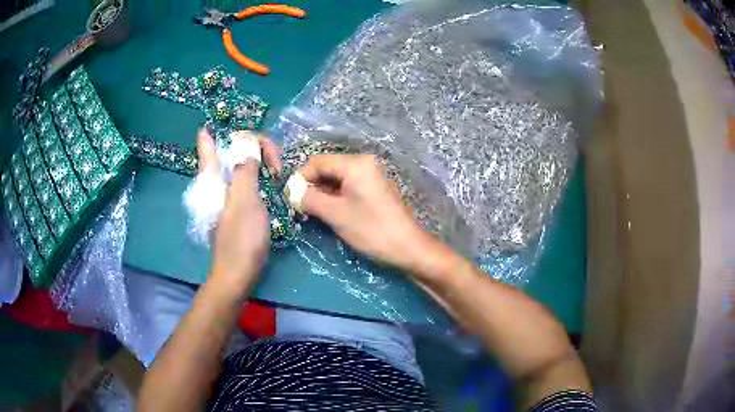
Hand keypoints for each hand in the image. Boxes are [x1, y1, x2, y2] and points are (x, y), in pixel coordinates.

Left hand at [197, 129, 280, 289]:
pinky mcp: (234, 209)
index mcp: (212, 178)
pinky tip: (270, 182)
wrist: (238, 273)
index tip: (248, 137)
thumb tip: (247, 146)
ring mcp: (225, 197)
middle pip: (228, 152)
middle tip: (275, 164)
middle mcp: (215, 184)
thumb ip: (245, 170)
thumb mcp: (245, 200)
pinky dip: (257, 178)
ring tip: (277, 171)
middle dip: (252, 148)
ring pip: (238, 168)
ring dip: (257, 162)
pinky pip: (245, 183)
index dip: (222, 132)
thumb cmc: (241, 238)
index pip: (209, 145)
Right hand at [298, 154, 444, 275]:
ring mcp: (371, 176)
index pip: (317, 162)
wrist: (409, 248)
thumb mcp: (335, 214)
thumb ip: (309, 199)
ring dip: (323, 193)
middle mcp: (364, 163)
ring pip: (337, 179)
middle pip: (327, 169)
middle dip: (312, 186)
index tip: (291, 199)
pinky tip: (330, 213)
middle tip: (301, 208)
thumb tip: (291, 192)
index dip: (301, 178)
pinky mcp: (375, 189)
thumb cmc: (371, 230)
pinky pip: (348, 187)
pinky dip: (336, 197)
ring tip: (313, 213)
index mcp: (355, 164)